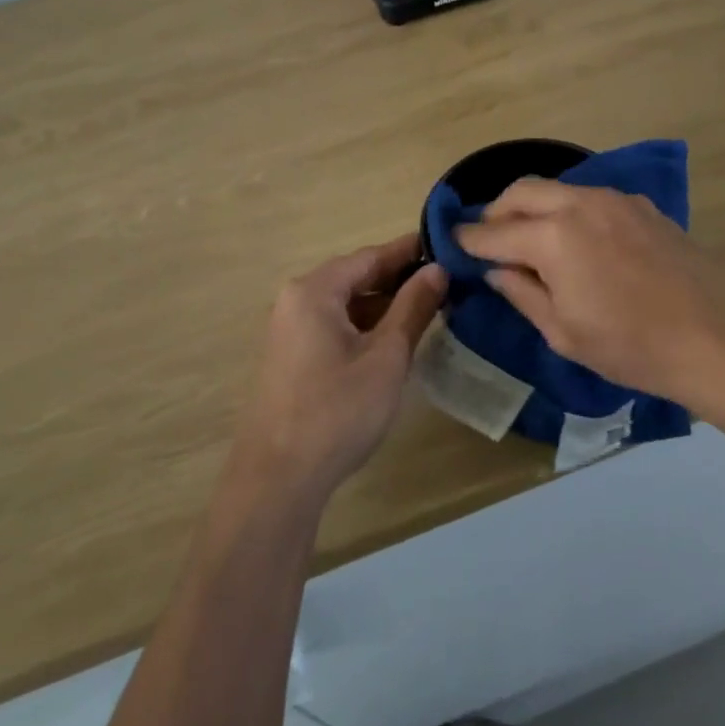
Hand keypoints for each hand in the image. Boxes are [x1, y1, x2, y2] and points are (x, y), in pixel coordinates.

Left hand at [235, 234, 447, 503]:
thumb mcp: (386, 356)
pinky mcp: (291, 358)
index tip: (446, 246)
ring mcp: (289, 331)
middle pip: (355, 277)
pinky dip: (364, 327)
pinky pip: (334, 327)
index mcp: (314, 291)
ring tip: (428, 309)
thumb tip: (437, 270)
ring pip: (345, 304)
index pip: (370, 257)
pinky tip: (394, 340)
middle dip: (399, 279)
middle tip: (445, 280)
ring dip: (383, 305)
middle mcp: (296, 301)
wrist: (279, 479)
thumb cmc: (338, 411)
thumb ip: (413, 307)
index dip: (409, 251)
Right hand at [454, 179, 724, 410]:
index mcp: (552, 237)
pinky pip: (590, 197)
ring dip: (533, 207)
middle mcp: (579, 204)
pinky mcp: (642, 207)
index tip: (452, 243)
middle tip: (488, 239)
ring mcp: (615, 200)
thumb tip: (497, 270)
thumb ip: (522, 293)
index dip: (468, 240)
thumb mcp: (563, 332)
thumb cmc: (630, 346)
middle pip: (521, 191)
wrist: (716, 338)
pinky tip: (576, 240)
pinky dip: (568, 210)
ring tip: (529, 238)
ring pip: (557, 189)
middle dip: (496, 212)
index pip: (493, 233)